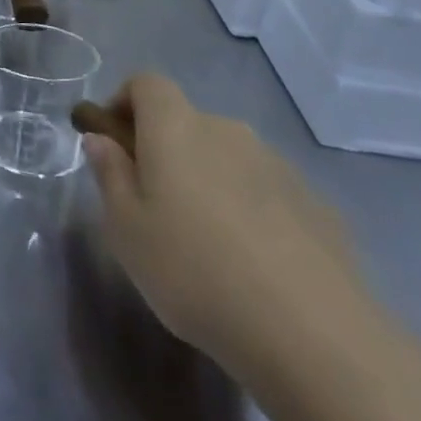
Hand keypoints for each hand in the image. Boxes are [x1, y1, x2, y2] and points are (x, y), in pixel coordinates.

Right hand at [82, 73, 369, 385]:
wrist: (313, 337)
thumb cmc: (193, 272)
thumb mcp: (126, 229)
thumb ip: (110, 174)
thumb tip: (101, 140)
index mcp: (176, 128)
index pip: (147, 83)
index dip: (124, 102)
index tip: (115, 144)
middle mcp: (228, 132)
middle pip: (187, 123)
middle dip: (165, 151)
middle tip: (154, 207)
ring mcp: (280, 166)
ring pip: (228, 158)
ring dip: (209, 181)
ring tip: (207, 244)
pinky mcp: (319, 205)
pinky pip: (267, 192)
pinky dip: (251, 211)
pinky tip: (254, 266)